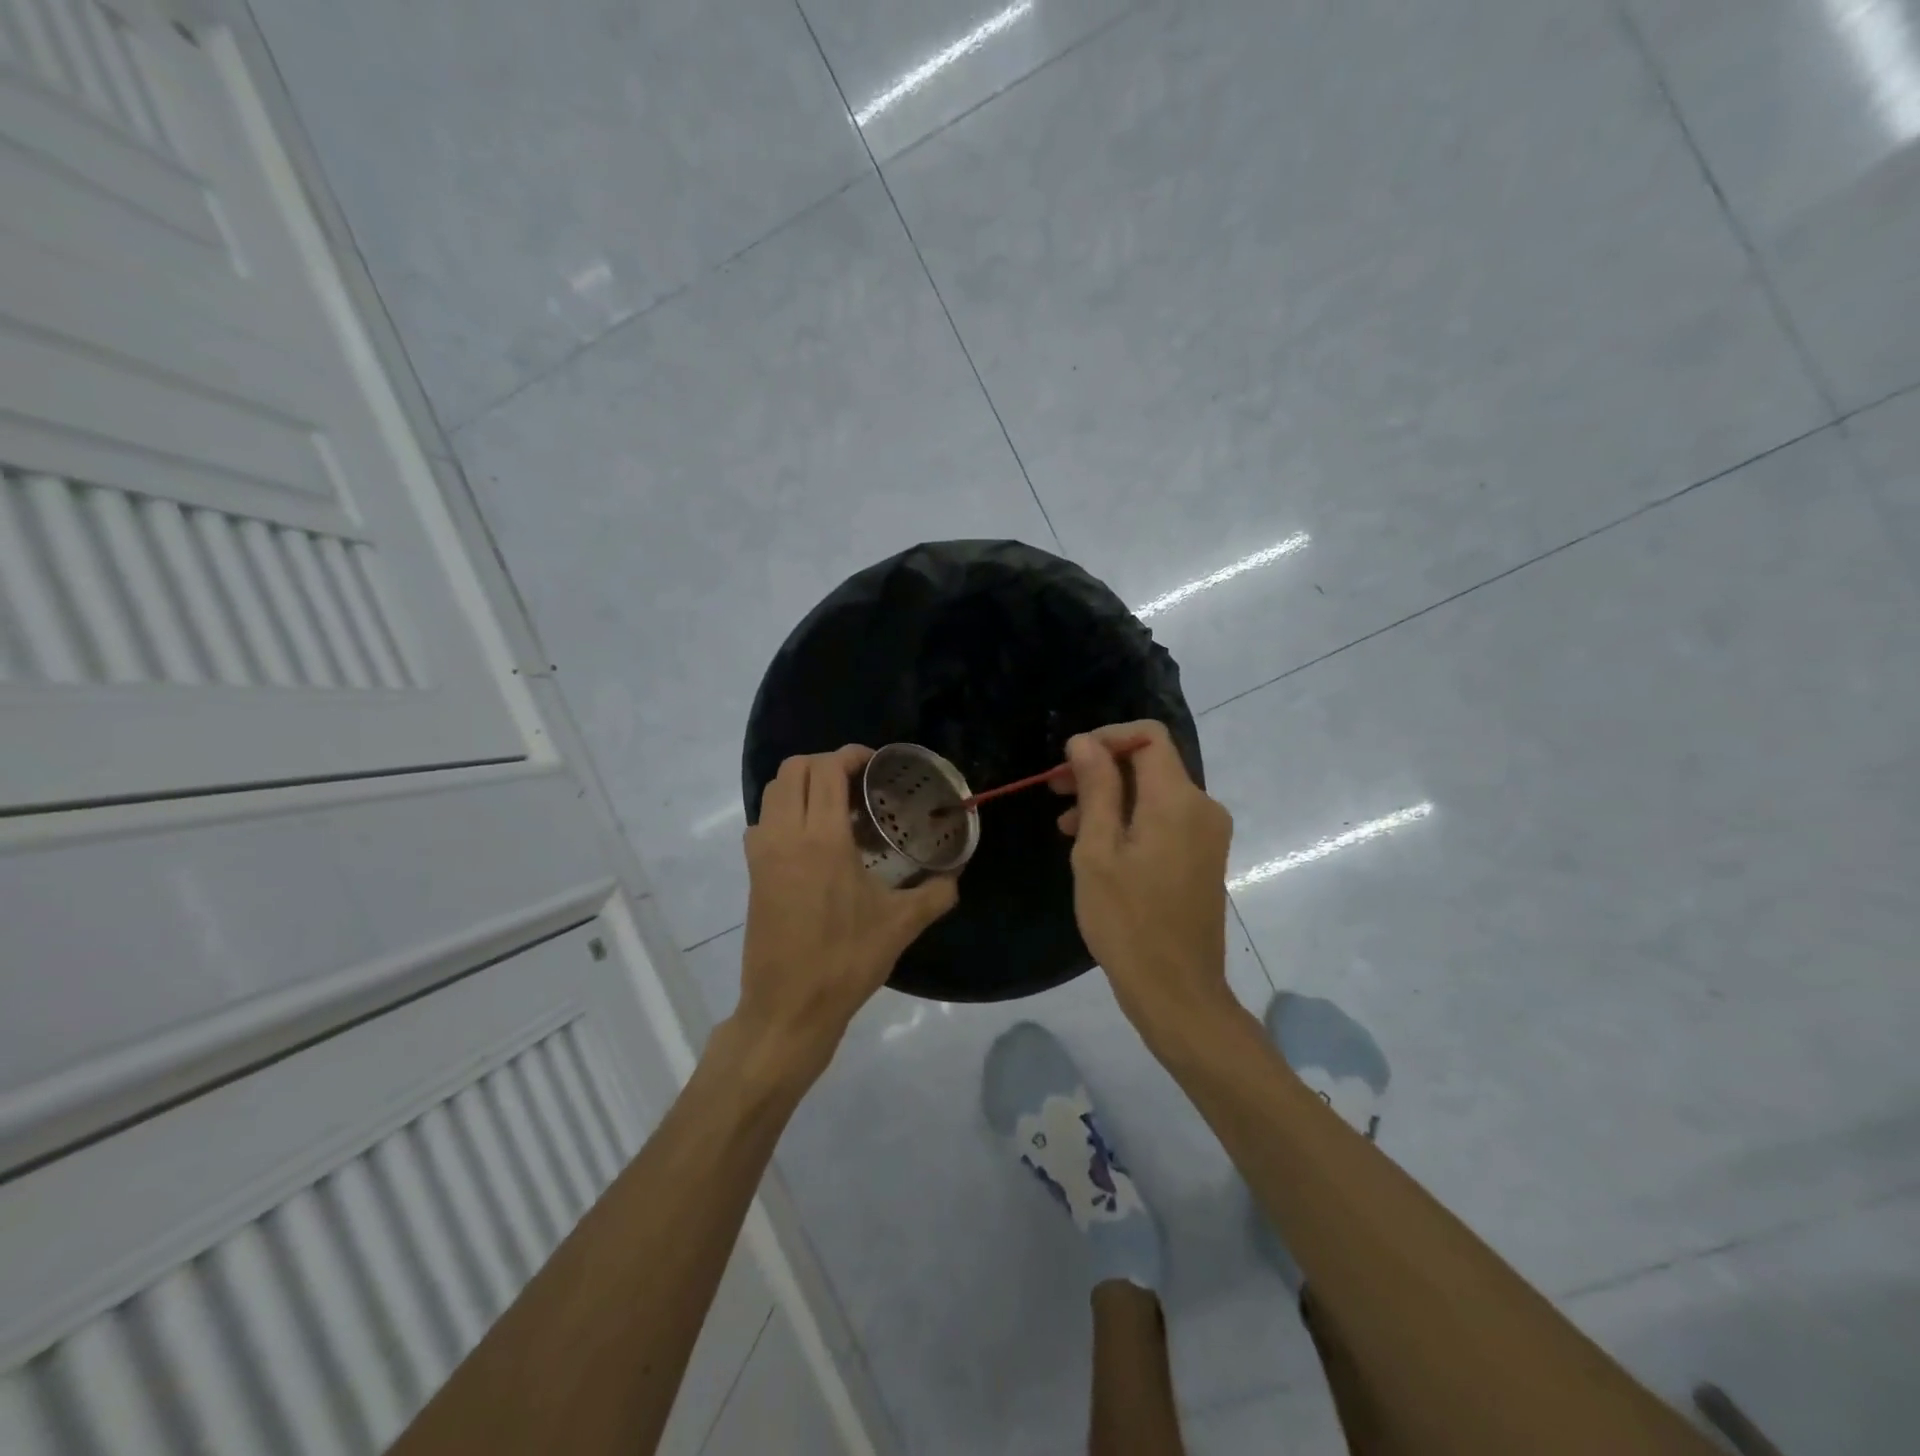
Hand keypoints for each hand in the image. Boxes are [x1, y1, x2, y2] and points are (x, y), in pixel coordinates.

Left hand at [735, 746, 957, 1080]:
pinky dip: (786, 812)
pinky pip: (764, 821)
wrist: (788, 1008)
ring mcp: (762, 853)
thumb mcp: (900, 925)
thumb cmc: (846, 961)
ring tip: (836, 807)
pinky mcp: (752, 873)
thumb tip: (956, 876)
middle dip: (824, 763)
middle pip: (793, 769)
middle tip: (857, 782)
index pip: (825, 769)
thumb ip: (935, 894)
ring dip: (802, 785)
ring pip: (773, 792)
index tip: (874, 765)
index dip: (850, 755)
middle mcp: (785, 835)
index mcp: (821, 839)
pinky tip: (814, 840)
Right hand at [1055, 722, 1237, 1041]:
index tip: (1069, 763)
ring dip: (1110, 797)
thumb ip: (1096, 788)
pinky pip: (1165, 819)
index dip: (1106, 738)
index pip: (1148, 736)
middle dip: (1102, 769)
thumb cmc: (1127, 921)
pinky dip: (1130, 819)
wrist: (1176, 991)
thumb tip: (1085, 741)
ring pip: (1154, 792)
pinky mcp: (1202, 856)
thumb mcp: (1098, 850)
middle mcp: (1202, 807)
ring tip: (1066, 826)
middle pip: (1150, 763)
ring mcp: (1207, 834)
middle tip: (1056, 791)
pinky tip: (1097, 846)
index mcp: (1178, 800)